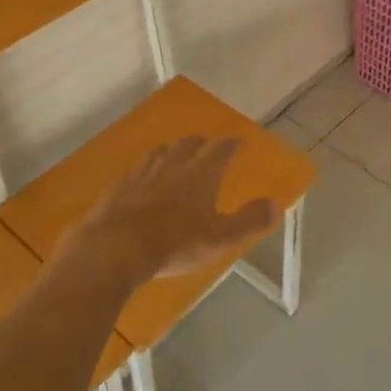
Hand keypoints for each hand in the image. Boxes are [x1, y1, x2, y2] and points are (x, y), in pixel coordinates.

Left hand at [67, 137, 278, 288]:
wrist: (114, 248)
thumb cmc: (174, 244)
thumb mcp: (220, 238)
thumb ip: (249, 221)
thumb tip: (276, 205)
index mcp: (201, 173)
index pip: (221, 148)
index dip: (231, 144)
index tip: (237, 142)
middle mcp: (173, 164)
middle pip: (189, 143)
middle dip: (201, 143)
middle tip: (207, 147)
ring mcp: (142, 173)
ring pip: (160, 152)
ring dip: (172, 151)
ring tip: (175, 156)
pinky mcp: (118, 187)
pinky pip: (136, 169)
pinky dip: (145, 169)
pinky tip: (142, 179)